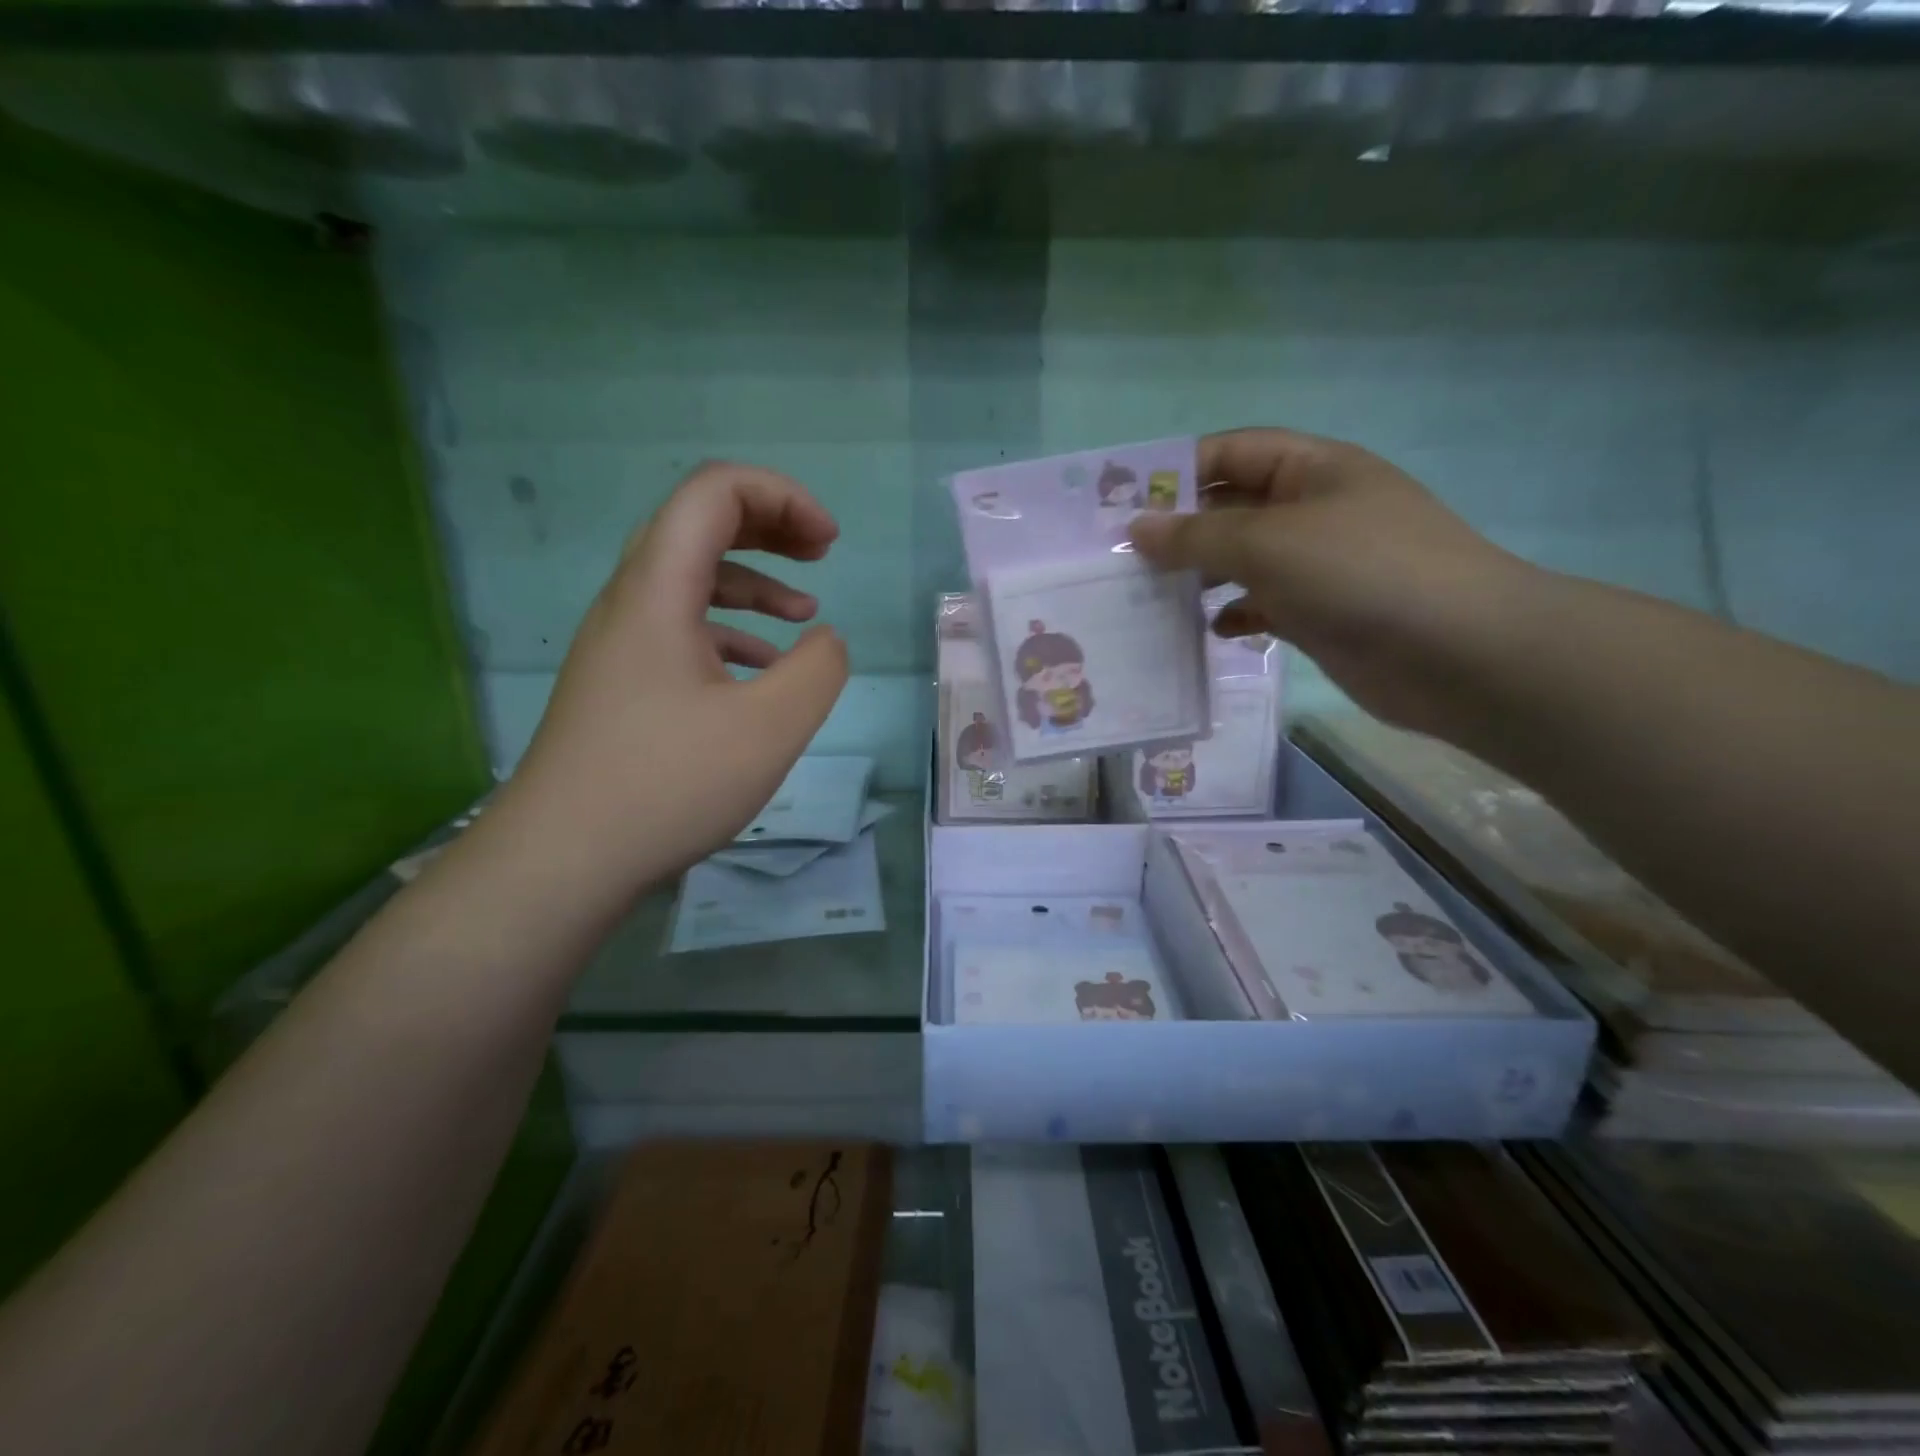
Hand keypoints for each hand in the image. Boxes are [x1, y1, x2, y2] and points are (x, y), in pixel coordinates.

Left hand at [495, 462, 849, 896]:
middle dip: (769, 525)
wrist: (562, 859)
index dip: (781, 496)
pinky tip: (760, 669)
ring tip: (804, 610)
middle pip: (698, 524)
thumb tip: (824, 641)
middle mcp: (630, 602)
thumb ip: (818, 670)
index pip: (714, 493)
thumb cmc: (668, 784)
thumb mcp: (770, 728)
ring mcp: (619, 644)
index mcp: (658, 591)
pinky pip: (680, 627)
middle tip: (821, 551)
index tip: (830, 542)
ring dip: (752, 579)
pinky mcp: (621, 682)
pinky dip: (729, 629)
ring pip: (689, 578)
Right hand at [1129, 428, 1534, 734]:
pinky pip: (1264, 604)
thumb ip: (1196, 536)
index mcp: (1312, 469)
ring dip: (1202, 576)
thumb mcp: (1268, 543)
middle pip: (1233, 508)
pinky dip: (1236, 613)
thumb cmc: (1360, 573)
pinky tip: (1212, 630)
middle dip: (1182, 530)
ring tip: (1153, 597)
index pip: (1232, 452)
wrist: (1458, 653)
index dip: (1178, 470)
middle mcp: (1314, 509)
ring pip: (1244, 560)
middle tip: (1125, 559)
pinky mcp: (1322, 613)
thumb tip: (1136, 530)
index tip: (1124, 503)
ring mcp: (1320, 564)